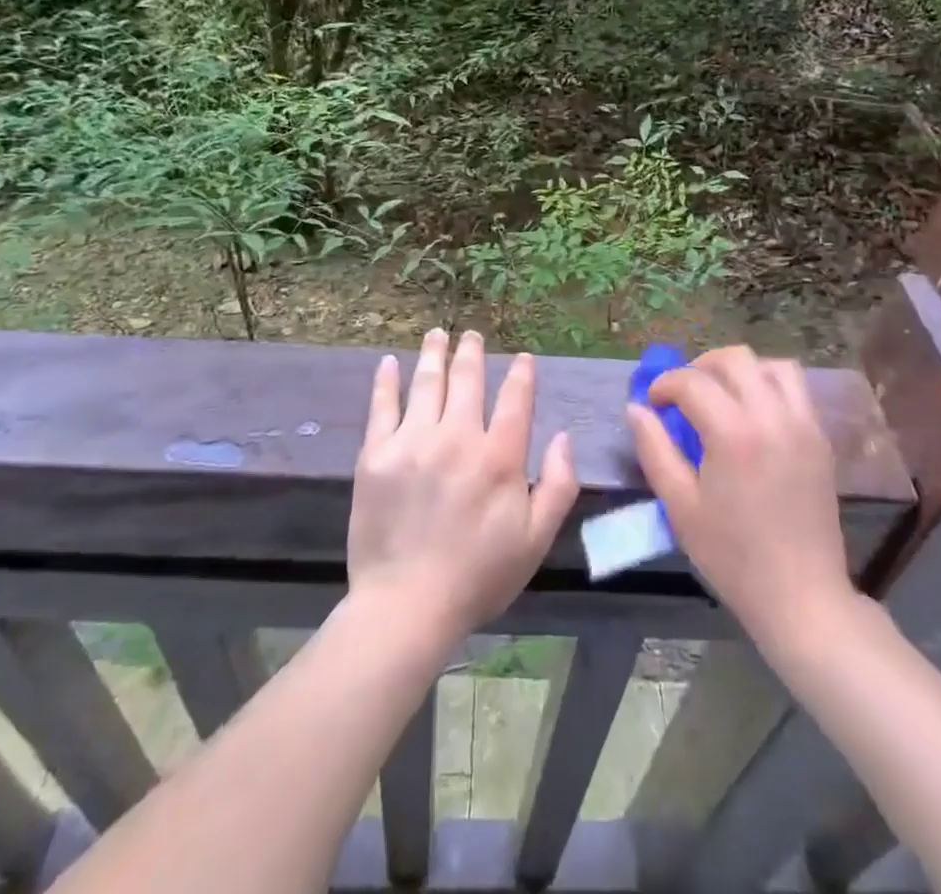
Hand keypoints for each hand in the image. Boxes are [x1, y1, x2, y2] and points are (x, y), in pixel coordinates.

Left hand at [347, 329, 578, 653]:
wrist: (406, 606)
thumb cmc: (478, 576)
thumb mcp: (535, 540)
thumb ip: (558, 485)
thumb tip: (563, 437)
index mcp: (499, 458)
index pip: (515, 400)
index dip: (520, 375)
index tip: (522, 358)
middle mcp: (457, 438)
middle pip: (467, 381)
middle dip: (472, 353)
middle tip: (472, 335)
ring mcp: (413, 442)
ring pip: (426, 383)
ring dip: (434, 354)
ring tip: (438, 334)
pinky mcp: (376, 454)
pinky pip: (382, 406)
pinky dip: (387, 380)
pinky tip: (390, 362)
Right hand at [628, 346, 853, 653]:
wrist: (801, 597)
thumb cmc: (733, 556)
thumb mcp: (680, 506)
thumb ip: (654, 450)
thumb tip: (636, 409)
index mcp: (734, 433)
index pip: (692, 382)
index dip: (665, 385)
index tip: (653, 403)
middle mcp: (772, 416)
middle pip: (736, 359)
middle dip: (701, 366)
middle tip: (684, 394)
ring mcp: (804, 425)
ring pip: (773, 366)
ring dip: (741, 371)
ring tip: (722, 396)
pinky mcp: (821, 438)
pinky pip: (796, 390)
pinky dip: (770, 386)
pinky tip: (752, 415)